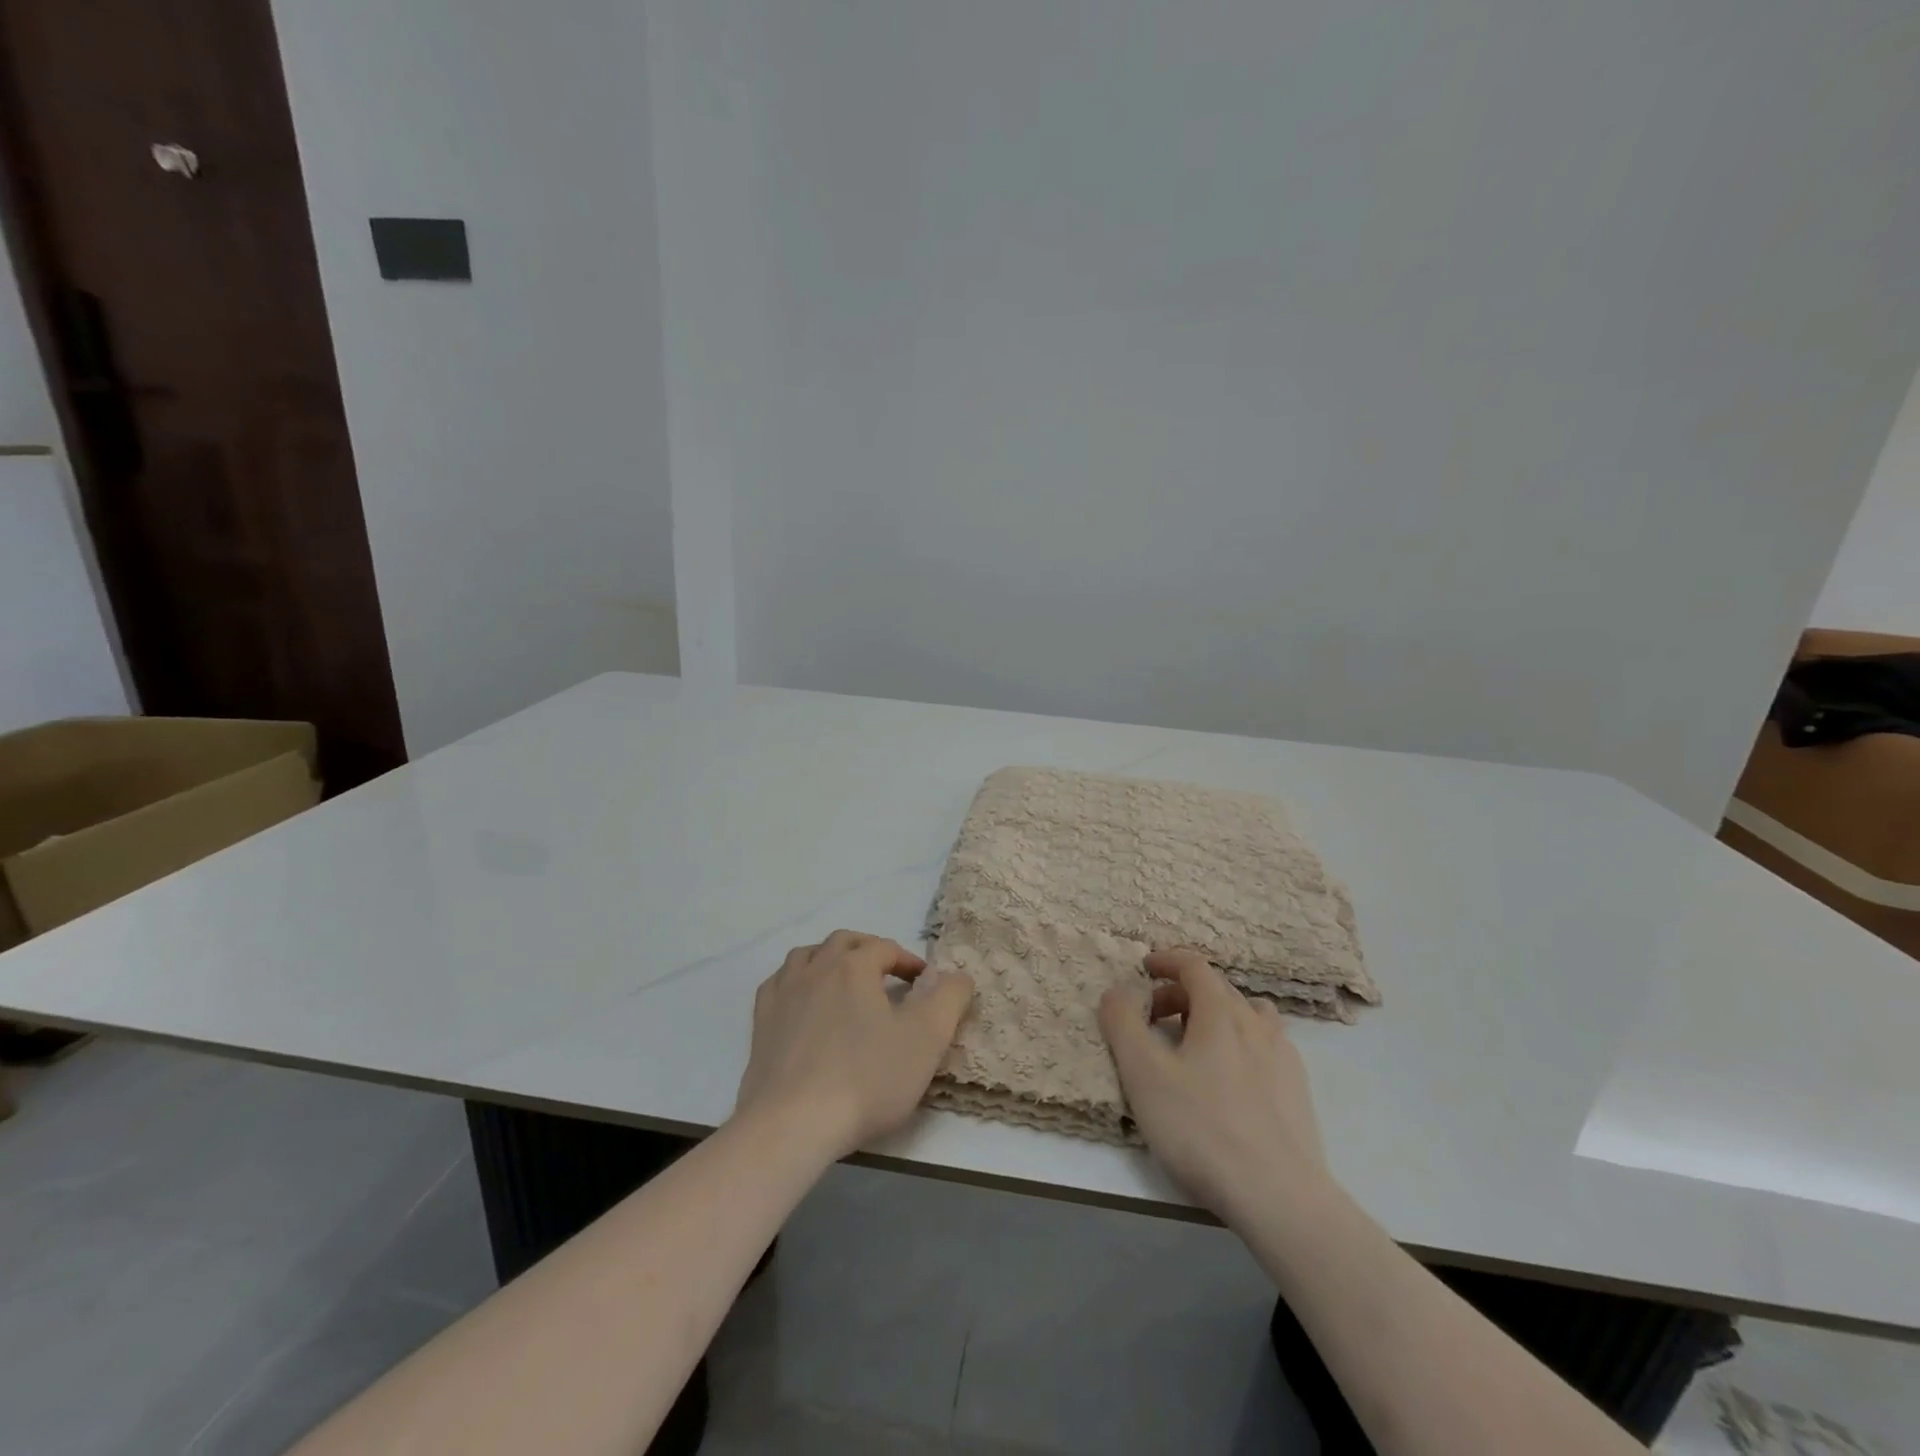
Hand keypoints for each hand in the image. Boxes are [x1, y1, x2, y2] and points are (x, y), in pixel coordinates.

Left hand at [734, 929, 973, 1162]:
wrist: (793, 1124)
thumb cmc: (866, 1079)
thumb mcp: (926, 1039)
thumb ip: (949, 999)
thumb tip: (958, 975)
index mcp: (854, 965)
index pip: (886, 948)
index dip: (909, 961)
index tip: (924, 984)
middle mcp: (815, 967)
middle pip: (845, 942)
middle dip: (869, 951)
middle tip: (888, 975)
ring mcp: (783, 993)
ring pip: (806, 956)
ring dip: (829, 960)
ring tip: (845, 982)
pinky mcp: (761, 1023)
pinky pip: (778, 984)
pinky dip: (796, 982)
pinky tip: (803, 1002)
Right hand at [1099, 949, 1331, 1225]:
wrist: (1279, 1196)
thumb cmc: (1202, 1128)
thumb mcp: (1143, 1074)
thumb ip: (1123, 1023)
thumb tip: (1117, 991)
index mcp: (1220, 1012)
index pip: (1194, 965)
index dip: (1166, 960)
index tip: (1144, 969)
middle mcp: (1256, 1023)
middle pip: (1217, 988)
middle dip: (1181, 992)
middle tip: (1154, 1018)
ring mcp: (1283, 1056)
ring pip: (1247, 1015)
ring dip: (1215, 1016)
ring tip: (1194, 1045)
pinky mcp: (1297, 1089)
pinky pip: (1265, 1046)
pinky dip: (1240, 1043)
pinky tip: (1229, 1079)